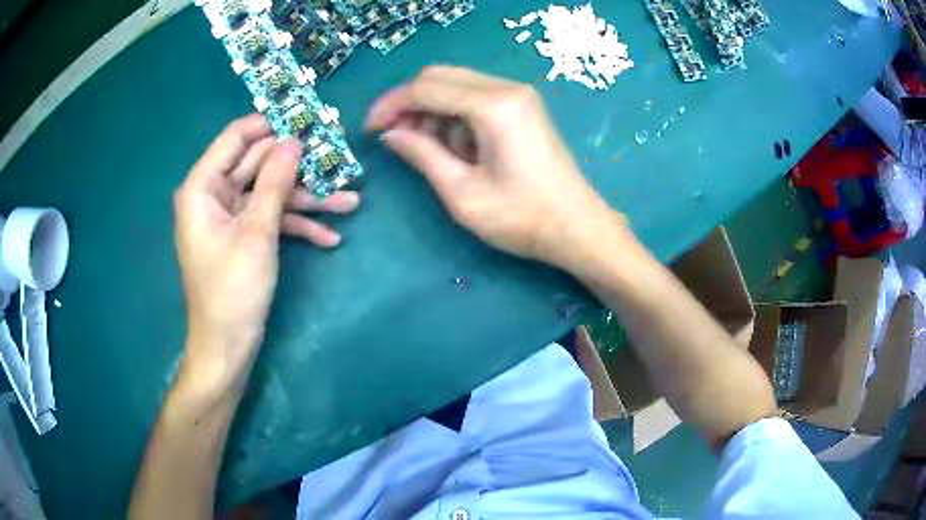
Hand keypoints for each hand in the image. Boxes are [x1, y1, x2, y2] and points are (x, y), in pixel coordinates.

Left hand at [173, 114, 358, 389]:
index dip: (270, 125)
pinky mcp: (242, 237)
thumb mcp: (256, 233)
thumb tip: (294, 140)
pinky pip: (270, 220)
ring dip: (306, 200)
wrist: (227, 348)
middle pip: (259, 165)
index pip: (236, 137)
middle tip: (338, 159)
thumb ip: (274, 182)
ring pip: (270, 194)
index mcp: (202, 188)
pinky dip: (296, 226)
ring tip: (350, 202)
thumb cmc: (233, 291)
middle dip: (298, 167)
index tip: (306, 119)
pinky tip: (329, 239)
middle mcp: (213, 196)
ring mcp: (229, 217)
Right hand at [366, 66, 629, 271]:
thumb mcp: (462, 193)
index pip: (426, 88)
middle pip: (439, 77)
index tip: (368, 129)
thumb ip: (422, 155)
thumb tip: (389, 134)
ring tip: (422, 148)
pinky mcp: (522, 107)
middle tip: (391, 136)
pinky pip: (474, 97)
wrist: (577, 227)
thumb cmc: (522, 218)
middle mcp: (506, 89)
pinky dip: (453, 115)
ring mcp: (518, 95)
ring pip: (455, 84)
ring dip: (430, 110)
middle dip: (408, 103)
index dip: (390, 105)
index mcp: (493, 106)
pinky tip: (452, 145)